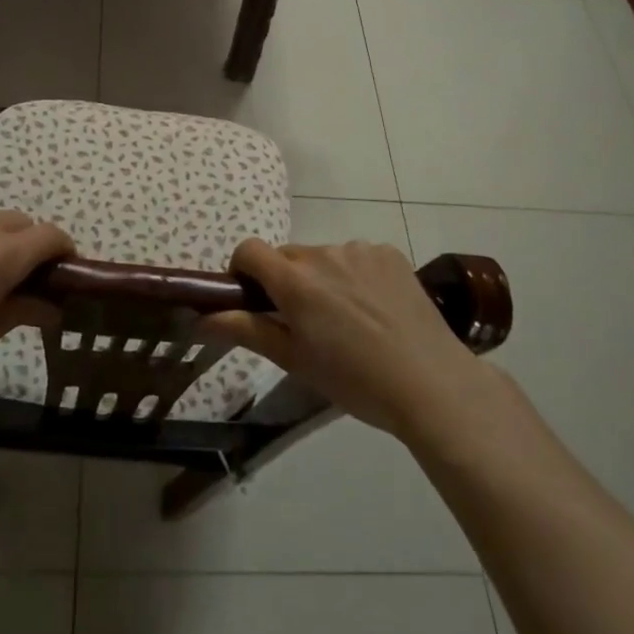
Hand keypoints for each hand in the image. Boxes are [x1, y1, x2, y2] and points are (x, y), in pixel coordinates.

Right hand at [202, 240, 486, 439]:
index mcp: (294, 280)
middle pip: (287, 257)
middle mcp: (323, 253)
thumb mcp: (295, 360)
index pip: (249, 250)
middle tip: (304, 323)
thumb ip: (246, 330)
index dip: (242, 271)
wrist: (432, 383)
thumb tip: (200, 318)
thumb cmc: (355, 380)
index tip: (253, 300)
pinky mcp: (388, 253)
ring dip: (322, 278)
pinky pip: (356, 257)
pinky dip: (354, 275)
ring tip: (348, 321)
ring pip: (323, 257)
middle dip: (285, 281)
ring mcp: (359, 250)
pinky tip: (375, 310)